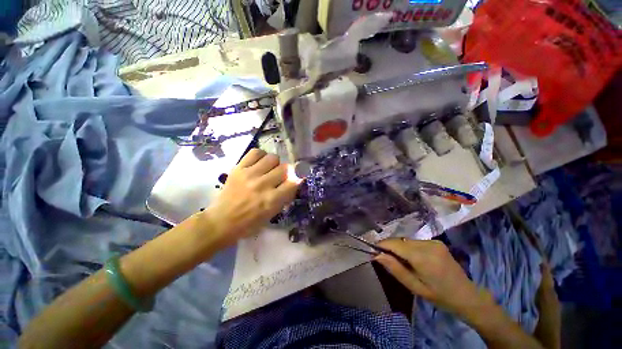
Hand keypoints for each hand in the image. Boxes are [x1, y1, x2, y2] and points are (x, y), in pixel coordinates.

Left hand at [204, 149, 300, 246]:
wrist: (221, 221)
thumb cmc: (249, 223)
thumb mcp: (272, 214)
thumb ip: (285, 197)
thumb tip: (295, 181)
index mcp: (271, 200)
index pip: (293, 182)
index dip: (296, 180)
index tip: (294, 181)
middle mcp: (262, 185)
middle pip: (285, 168)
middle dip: (286, 172)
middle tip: (280, 177)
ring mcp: (249, 175)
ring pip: (273, 158)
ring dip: (275, 164)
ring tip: (269, 169)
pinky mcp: (238, 168)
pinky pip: (256, 152)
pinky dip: (261, 156)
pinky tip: (259, 163)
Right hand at [375, 238, 494, 319]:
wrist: (467, 296)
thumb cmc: (439, 296)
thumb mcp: (415, 287)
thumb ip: (395, 269)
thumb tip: (377, 255)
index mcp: (422, 257)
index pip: (395, 244)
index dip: (382, 245)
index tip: (373, 250)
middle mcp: (428, 244)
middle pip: (400, 241)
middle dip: (390, 247)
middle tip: (384, 258)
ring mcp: (434, 242)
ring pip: (407, 240)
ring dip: (399, 247)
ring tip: (399, 260)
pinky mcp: (437, 242)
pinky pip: (415, 242)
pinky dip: (409, 247)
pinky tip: (412, 258)